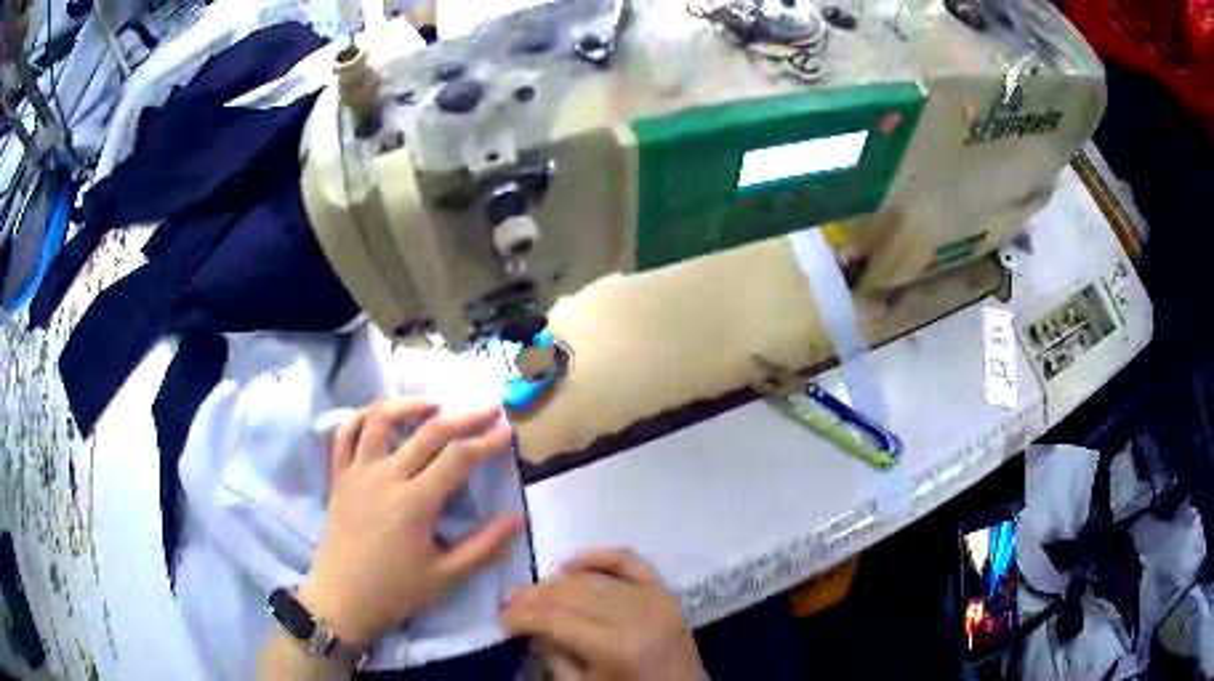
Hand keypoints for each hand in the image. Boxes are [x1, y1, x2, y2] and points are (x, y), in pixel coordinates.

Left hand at [297, 397, 521, 647]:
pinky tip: (379, 416)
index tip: (505, 429)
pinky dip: (360, 417)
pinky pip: (344, 435)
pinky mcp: (339, 478)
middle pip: (428, 433)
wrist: (341, 601)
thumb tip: (516, 519)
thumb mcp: (447, 577)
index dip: (486, 441)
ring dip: (409, 405)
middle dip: (463, 417)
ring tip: (432, 404)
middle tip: (487, 407)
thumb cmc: (396, 592)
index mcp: (416, 503)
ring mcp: (358, 473)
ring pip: (381, 420)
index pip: (458, 458)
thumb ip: (484, 547)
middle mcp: (386, 477)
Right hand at [502, 549, 702, 680]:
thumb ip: (555, 656)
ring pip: (593, 578)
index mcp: (615, 646)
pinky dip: (600, 557)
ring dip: (557, 582)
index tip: (502, 620)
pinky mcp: (666, 593)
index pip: (555, 619)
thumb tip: (530, 624)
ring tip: (534, 591)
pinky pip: (630, 562)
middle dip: (534, 597)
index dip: (522, 616)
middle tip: (510, 603)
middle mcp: (635, 615)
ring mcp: (654, 600)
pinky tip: (572, 563)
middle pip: (571, 594)